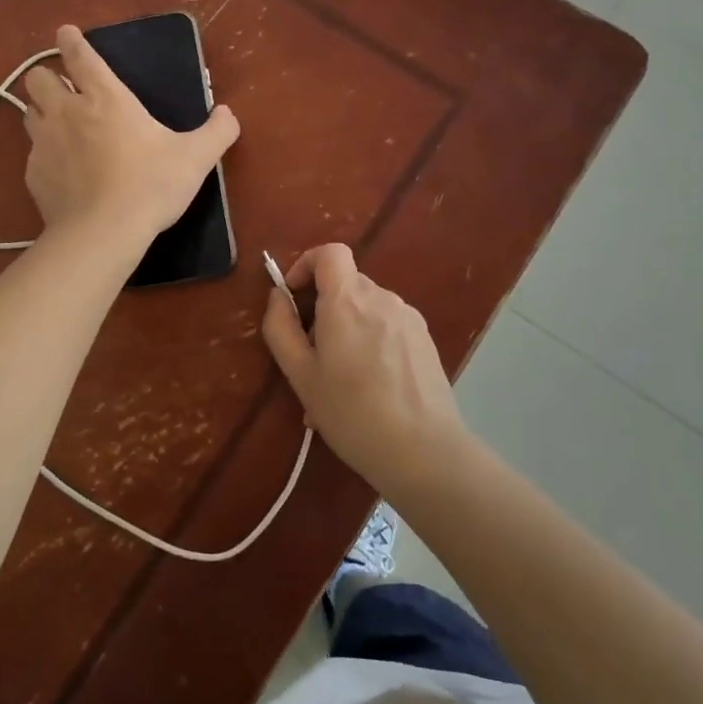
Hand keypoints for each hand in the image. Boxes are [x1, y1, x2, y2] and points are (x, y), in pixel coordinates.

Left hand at [22, 24, 239, 246]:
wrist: (104, 233)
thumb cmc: (151, 185)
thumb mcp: (196, 158)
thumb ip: (218, 131)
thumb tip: (228, 114)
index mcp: (106, 98)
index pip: (80, 56)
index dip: (71, 40)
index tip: (66, 33)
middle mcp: (67, 112)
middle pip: (37, 78)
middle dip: (47, 78)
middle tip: (64, 91)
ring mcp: (44, 143)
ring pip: (28, 113)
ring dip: (42, 114)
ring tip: (60, 129)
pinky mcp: (33, 175)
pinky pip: (32, 155)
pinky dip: (45, 157)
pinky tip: (63, 174)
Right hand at [262, 243, 464, 499]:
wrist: (424, 451)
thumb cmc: (352, 413)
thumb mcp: (301, 375)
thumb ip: (281, 328)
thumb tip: (278, 296)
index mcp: (347, 300)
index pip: (329, 252)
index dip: (306, 264)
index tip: (294, 298)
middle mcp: (381, 297)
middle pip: (345, 283)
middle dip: (323, 307)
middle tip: (311, 356)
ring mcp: (407, 316)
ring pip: (366, 307)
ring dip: (347, 328)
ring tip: (339, 381)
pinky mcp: (424, 338)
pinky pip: (387, 325)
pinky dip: (370, 340)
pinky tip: (370, 387)